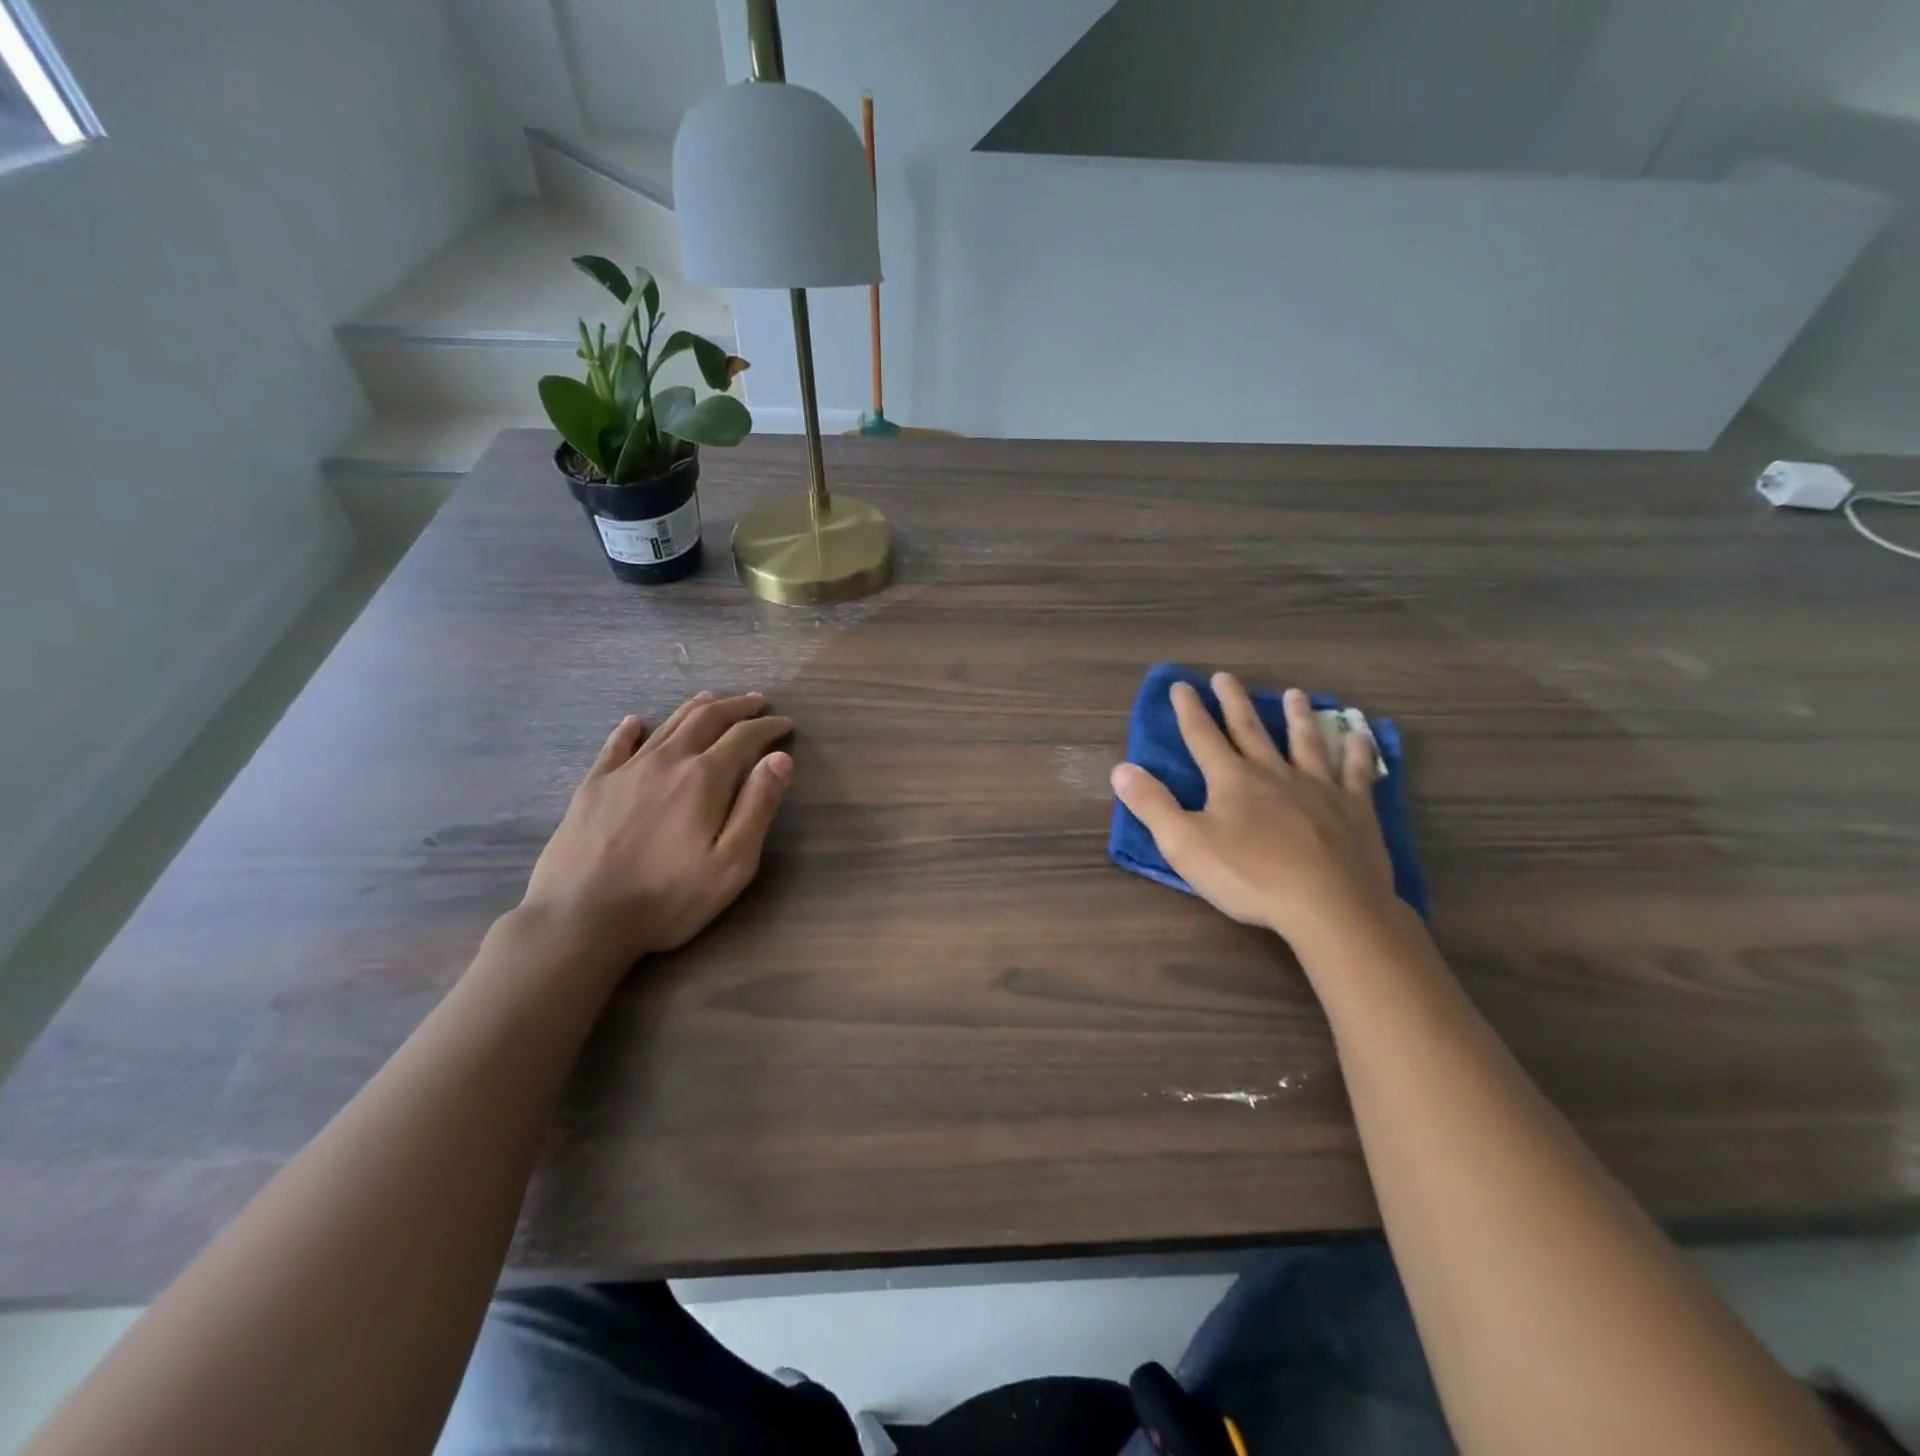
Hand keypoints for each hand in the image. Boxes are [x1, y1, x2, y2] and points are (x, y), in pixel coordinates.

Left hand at [522, 691, 793, 965]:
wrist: (580, 918)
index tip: (786, 722)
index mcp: (704, 778)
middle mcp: (667, 761)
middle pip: (706, 719)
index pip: (744, 737)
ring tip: (713, 698)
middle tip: (756, 701)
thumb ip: (758, 806)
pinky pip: (616, 745)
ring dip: (695, 708)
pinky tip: (636, 722)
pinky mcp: (594, 786)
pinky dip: (631, 729)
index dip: (768, 727)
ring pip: (667, 725)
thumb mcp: (732, 863)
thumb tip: (779, 759)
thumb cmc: (668, 897)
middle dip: (736, 707)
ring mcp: (626, 770)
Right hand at [1110, 674, 1396, 949]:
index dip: (1189, 710)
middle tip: (1225, 677)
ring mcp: (1318, 786)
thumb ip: (1152, 805)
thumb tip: (1121, 769)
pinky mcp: (1354, 807)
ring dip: (1297, 716)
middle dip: (1233, 702)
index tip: (1180, 685)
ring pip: (1305, 742)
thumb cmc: (1249, 876)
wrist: (1328, 904)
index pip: (1202, 736)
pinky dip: (1359, 750)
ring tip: (1292, 694)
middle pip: (1250, 729)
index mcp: (1231, 779)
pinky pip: (1357, 770)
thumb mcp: (1185, 845)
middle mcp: (1273, 772)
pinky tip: (1361, 734)